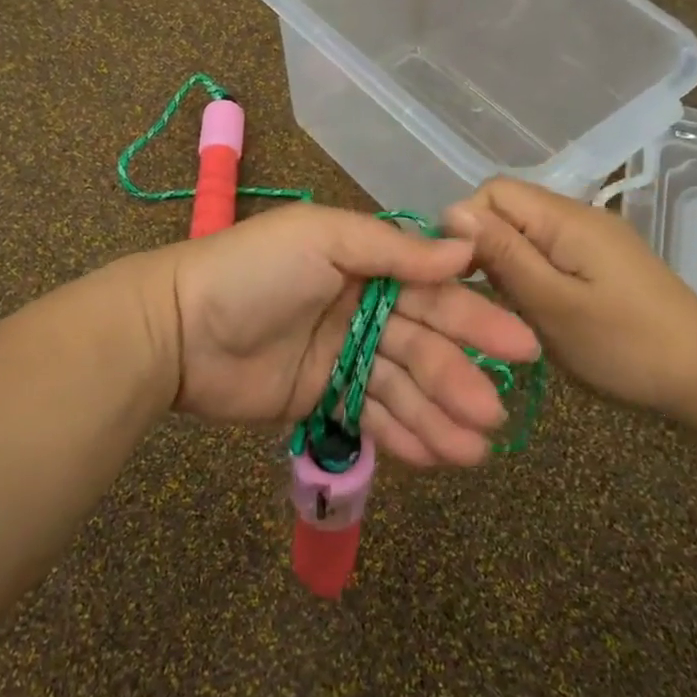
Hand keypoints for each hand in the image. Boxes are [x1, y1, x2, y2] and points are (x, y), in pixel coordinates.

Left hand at [137, 203, 539, 466]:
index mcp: (363, 264)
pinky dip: (399, 436)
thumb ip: (393, 248)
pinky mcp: (318, 397)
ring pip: (400, 388)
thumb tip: (464, 252)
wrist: (176, 328)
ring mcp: (339, 356)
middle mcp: (359, 308)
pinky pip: (368, 416)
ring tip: (473, 453)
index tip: (520, 348)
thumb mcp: (322, 239)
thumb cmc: (253, 272)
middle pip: (421, 346)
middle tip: (493, 415)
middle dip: (457, 380)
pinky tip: (434, 458)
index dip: (475, 319)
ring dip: (437, 418)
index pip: (430, 292)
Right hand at [442, 178, 696, 418]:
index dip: (465, 224)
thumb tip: (452, 210)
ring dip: (504, 265)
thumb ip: (503, 255)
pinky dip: (528, 276)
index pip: (492, 191)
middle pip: (507, 210)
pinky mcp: (600, 262)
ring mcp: (592, 239)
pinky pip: (547, 253)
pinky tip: (531, 310)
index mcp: (565, 218)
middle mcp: (578, 216)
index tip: (457, 274)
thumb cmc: (625, 345)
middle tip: (478, 299)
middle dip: (482, 247)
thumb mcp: (552, 304)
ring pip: (525, 234)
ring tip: (502, 310)